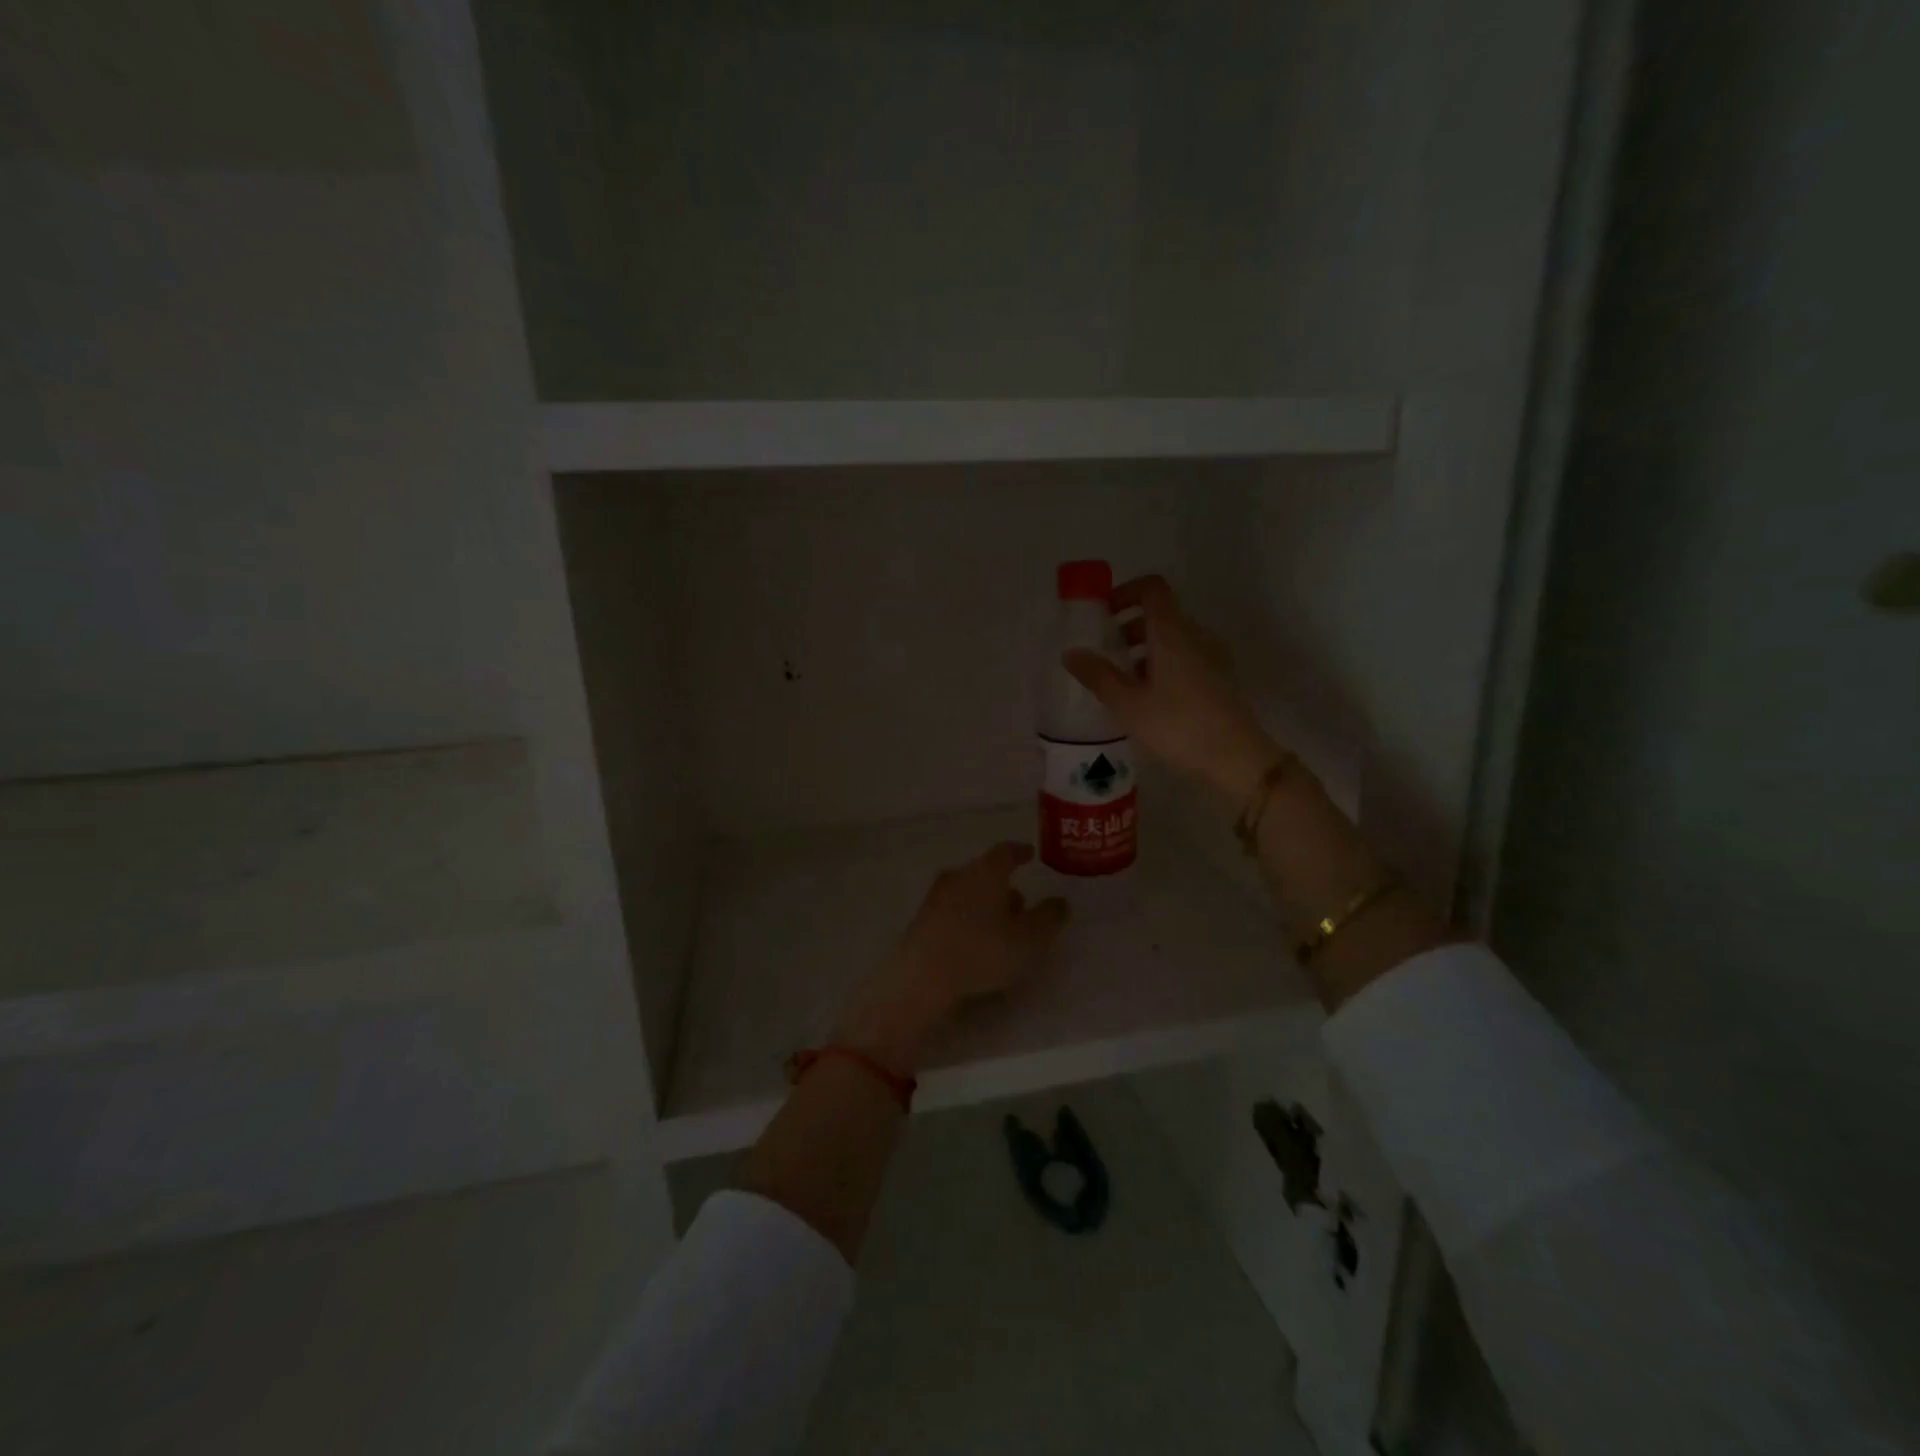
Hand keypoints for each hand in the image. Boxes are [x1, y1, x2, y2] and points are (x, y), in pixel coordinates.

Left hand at [833, 843, 1068, 1074]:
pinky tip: (975, 943)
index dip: (1020, 852)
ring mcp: (935, 898)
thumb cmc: (984, 950)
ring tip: (1001, 929)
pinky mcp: (921, 922)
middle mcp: (958, 876)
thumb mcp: (1030, 938)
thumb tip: (1060, 902)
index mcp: (986, 871)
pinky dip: (967, 921)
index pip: (1005, 852)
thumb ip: (1049, 917)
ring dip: (985, 905)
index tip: (1029, 854)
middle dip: (1003, 886)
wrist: (922, 977)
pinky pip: (952, 913)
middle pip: (984, 873)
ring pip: (967, 893)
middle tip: (1021, 904)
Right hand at [1063, 575, 1279, 804]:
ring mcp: (1213, 656)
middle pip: (1162, 613)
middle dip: (1129, 626)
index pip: (1152, 589)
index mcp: (1172, 632)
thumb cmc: (1177, 725)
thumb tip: (1071, 653)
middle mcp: (1196, 635)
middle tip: (1106, 652)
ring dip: (1146, 648)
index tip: (1103, 614)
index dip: (1125, 592)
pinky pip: (1187, 656)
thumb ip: (1098, 675)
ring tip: (1123, 680)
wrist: (1235, 758)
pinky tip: (1150, 697)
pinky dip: (1164, 663)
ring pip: (1174, 637)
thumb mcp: (1128, 703)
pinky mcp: (1220, 678)